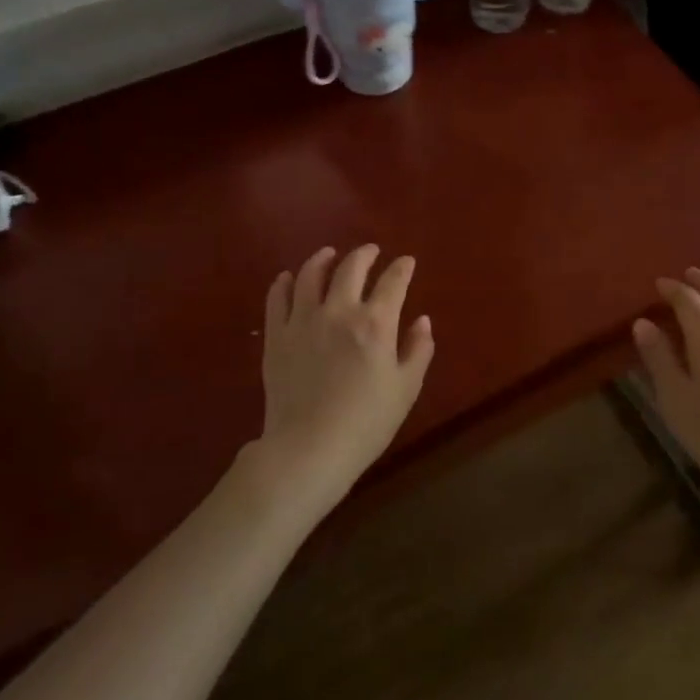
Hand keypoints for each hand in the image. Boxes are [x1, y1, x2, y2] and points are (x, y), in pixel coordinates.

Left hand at [257, 245, 434, 506]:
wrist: (308, 449)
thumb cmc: (366, 423)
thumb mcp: (406, 389)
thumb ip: (418, 350)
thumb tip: (423, 321)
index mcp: (375, 323)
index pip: (393, 282)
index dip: (402, 268)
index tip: (407, 262)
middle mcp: (339, 311)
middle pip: (351, 268)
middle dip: (365, 254)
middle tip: (371, 251)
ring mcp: (303, 321)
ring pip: (311, 275)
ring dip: (323, 259)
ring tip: (329, 254)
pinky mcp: (276, 337)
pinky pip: (277, 299)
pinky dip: (284, 283)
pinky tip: (289, 278)